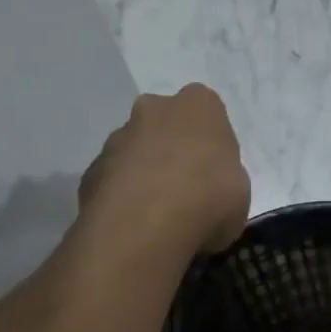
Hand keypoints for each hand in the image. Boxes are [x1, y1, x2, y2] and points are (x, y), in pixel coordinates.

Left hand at [79, 84, 250, 253]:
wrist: (144, 225)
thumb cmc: (208, 198)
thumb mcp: (239, 195)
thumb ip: (223, 183)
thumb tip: (211, 197)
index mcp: (198, 106)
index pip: (205, 108)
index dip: (208, 139)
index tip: (212, 167)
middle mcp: (154, 110)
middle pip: (163, 123)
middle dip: (169, 148)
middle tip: (183, 187)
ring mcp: (117, 138)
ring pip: (134, 150)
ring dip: (143, 173)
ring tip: (156, 215)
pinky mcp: (91, 170)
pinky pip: (112, 181)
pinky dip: (121, 198)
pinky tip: (133, 225)